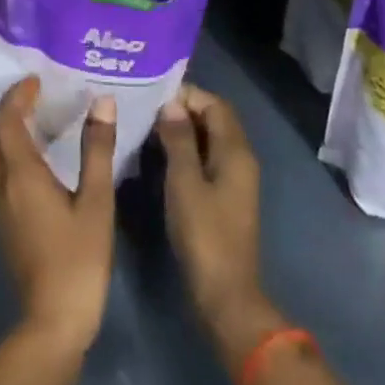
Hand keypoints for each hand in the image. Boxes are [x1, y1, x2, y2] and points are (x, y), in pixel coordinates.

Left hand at [0, 76, 116, 357]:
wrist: (53, 319)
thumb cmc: (79, 259)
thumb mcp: (97, 202)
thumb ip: (97, 150)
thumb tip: (103, 103)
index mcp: (19, 173)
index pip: (6, 119)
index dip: (17, 95)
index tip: (36, 81)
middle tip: (26, 99)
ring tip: (25, 123)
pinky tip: (25, 159)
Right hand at [155, 85, 284, 372]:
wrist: (225, 293)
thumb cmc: (204, 233)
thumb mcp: (184, 182)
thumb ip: (178, 140)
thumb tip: (171, 105)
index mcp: (236, 152)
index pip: (215, 104)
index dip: (187, 94)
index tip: (152, 92)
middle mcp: (240, 159)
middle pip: (214, 119)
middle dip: (182, 108)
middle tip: (144, 105)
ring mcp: (234, 180)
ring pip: (209, 139)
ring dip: (181, 129)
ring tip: (145, 124)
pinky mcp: (223, 197)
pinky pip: (205, 159)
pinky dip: (185, 150)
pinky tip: (157, 154)